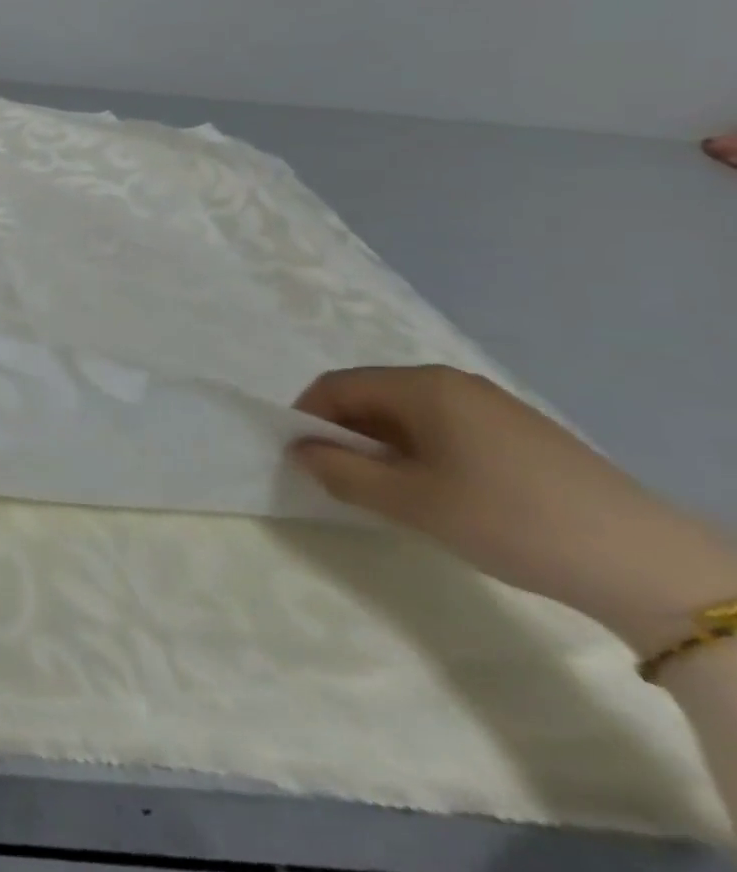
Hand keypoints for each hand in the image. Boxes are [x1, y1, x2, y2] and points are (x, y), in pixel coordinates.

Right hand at [292, 366, 736, 654]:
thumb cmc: (507, 519)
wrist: (646, 565)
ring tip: (390, 491)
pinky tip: (440, 492)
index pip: (336, 386)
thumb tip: (300, 452)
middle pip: (372, 396)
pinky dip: (422, 452)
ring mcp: (492, 406)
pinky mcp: (522, 433)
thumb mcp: (409, 502)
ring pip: (409, 414)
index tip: (300, 458)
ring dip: (383, 445)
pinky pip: (446, 428)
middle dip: (345, 433)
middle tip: (340, 478)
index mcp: (421, 385)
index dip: (307, 417)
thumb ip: (340, 472)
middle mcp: (453, 382)